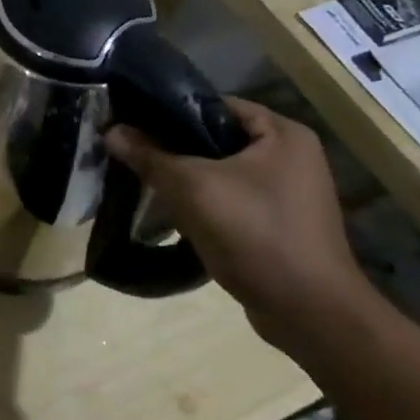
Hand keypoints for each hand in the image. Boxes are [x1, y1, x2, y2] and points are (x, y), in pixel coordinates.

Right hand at [105, 97, 373, 352]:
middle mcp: (291, 156)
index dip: (171, 111)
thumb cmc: (255, 234)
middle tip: (133, 154)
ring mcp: (288, 193)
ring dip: (187, 179)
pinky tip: (174, 215)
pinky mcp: (279, 225)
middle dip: (174, 148)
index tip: (132, 122)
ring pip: (221, 172)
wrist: (309, 314)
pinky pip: (232, 201)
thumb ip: (150, 156)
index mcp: (283, 134)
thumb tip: (110, 131)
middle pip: (217, 139)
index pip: (215, 105)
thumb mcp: (193, 188)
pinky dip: (204, 204)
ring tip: (146, 182)